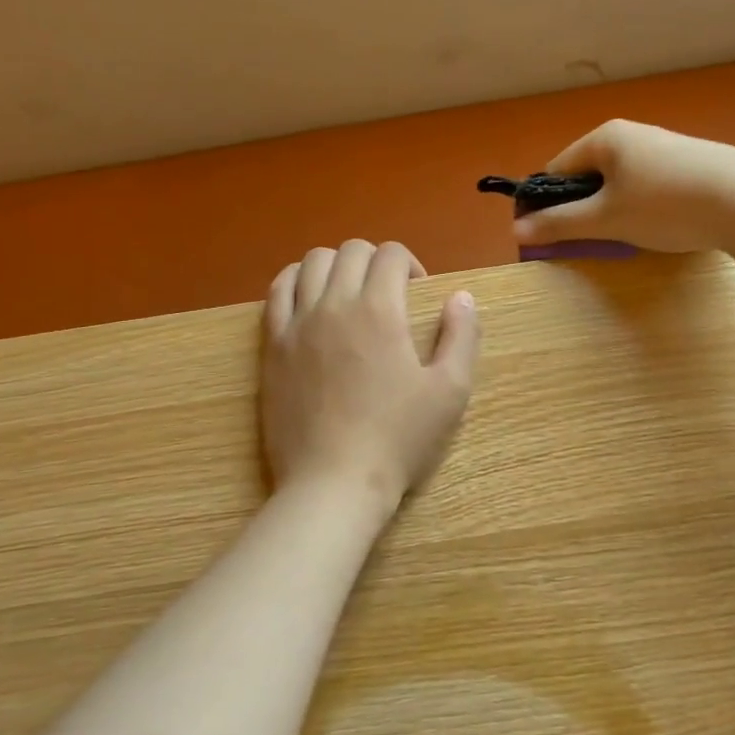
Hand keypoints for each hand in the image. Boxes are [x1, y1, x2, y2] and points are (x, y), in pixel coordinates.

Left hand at [261, 241, 480, 518]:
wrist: (333, 483)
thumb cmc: (398, 438)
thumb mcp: (450, 392)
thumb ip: (462, 337)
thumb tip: (462, 297)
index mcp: (379, 310)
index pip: (390, 254)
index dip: (410, 264)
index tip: (418, 292)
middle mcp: (334, 304)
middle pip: (351, 251)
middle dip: (376, 261)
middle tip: (389, 293)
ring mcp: (297, 323)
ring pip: (312, 262)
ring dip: (337, 265)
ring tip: (350, 293)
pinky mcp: (272, 346)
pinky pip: (277, 292)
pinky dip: (296, 281)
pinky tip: (311, 301)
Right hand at [510, 120, 734, 253]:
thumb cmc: (665, 205)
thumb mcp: (606, 219)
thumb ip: (560, 223)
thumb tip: (517, 228)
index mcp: (605, 138)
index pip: (557, 168)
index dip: (546, 202)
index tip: (547, 235)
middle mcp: (633, 134)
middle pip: (590, 175)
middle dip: (583, 208)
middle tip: (588, 241)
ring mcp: (666, 147)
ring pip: (622, 182)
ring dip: (614, 210)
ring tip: (626, 238)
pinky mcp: (693, 164)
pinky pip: (650, 185)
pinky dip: (644, 207)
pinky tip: (660, 228)